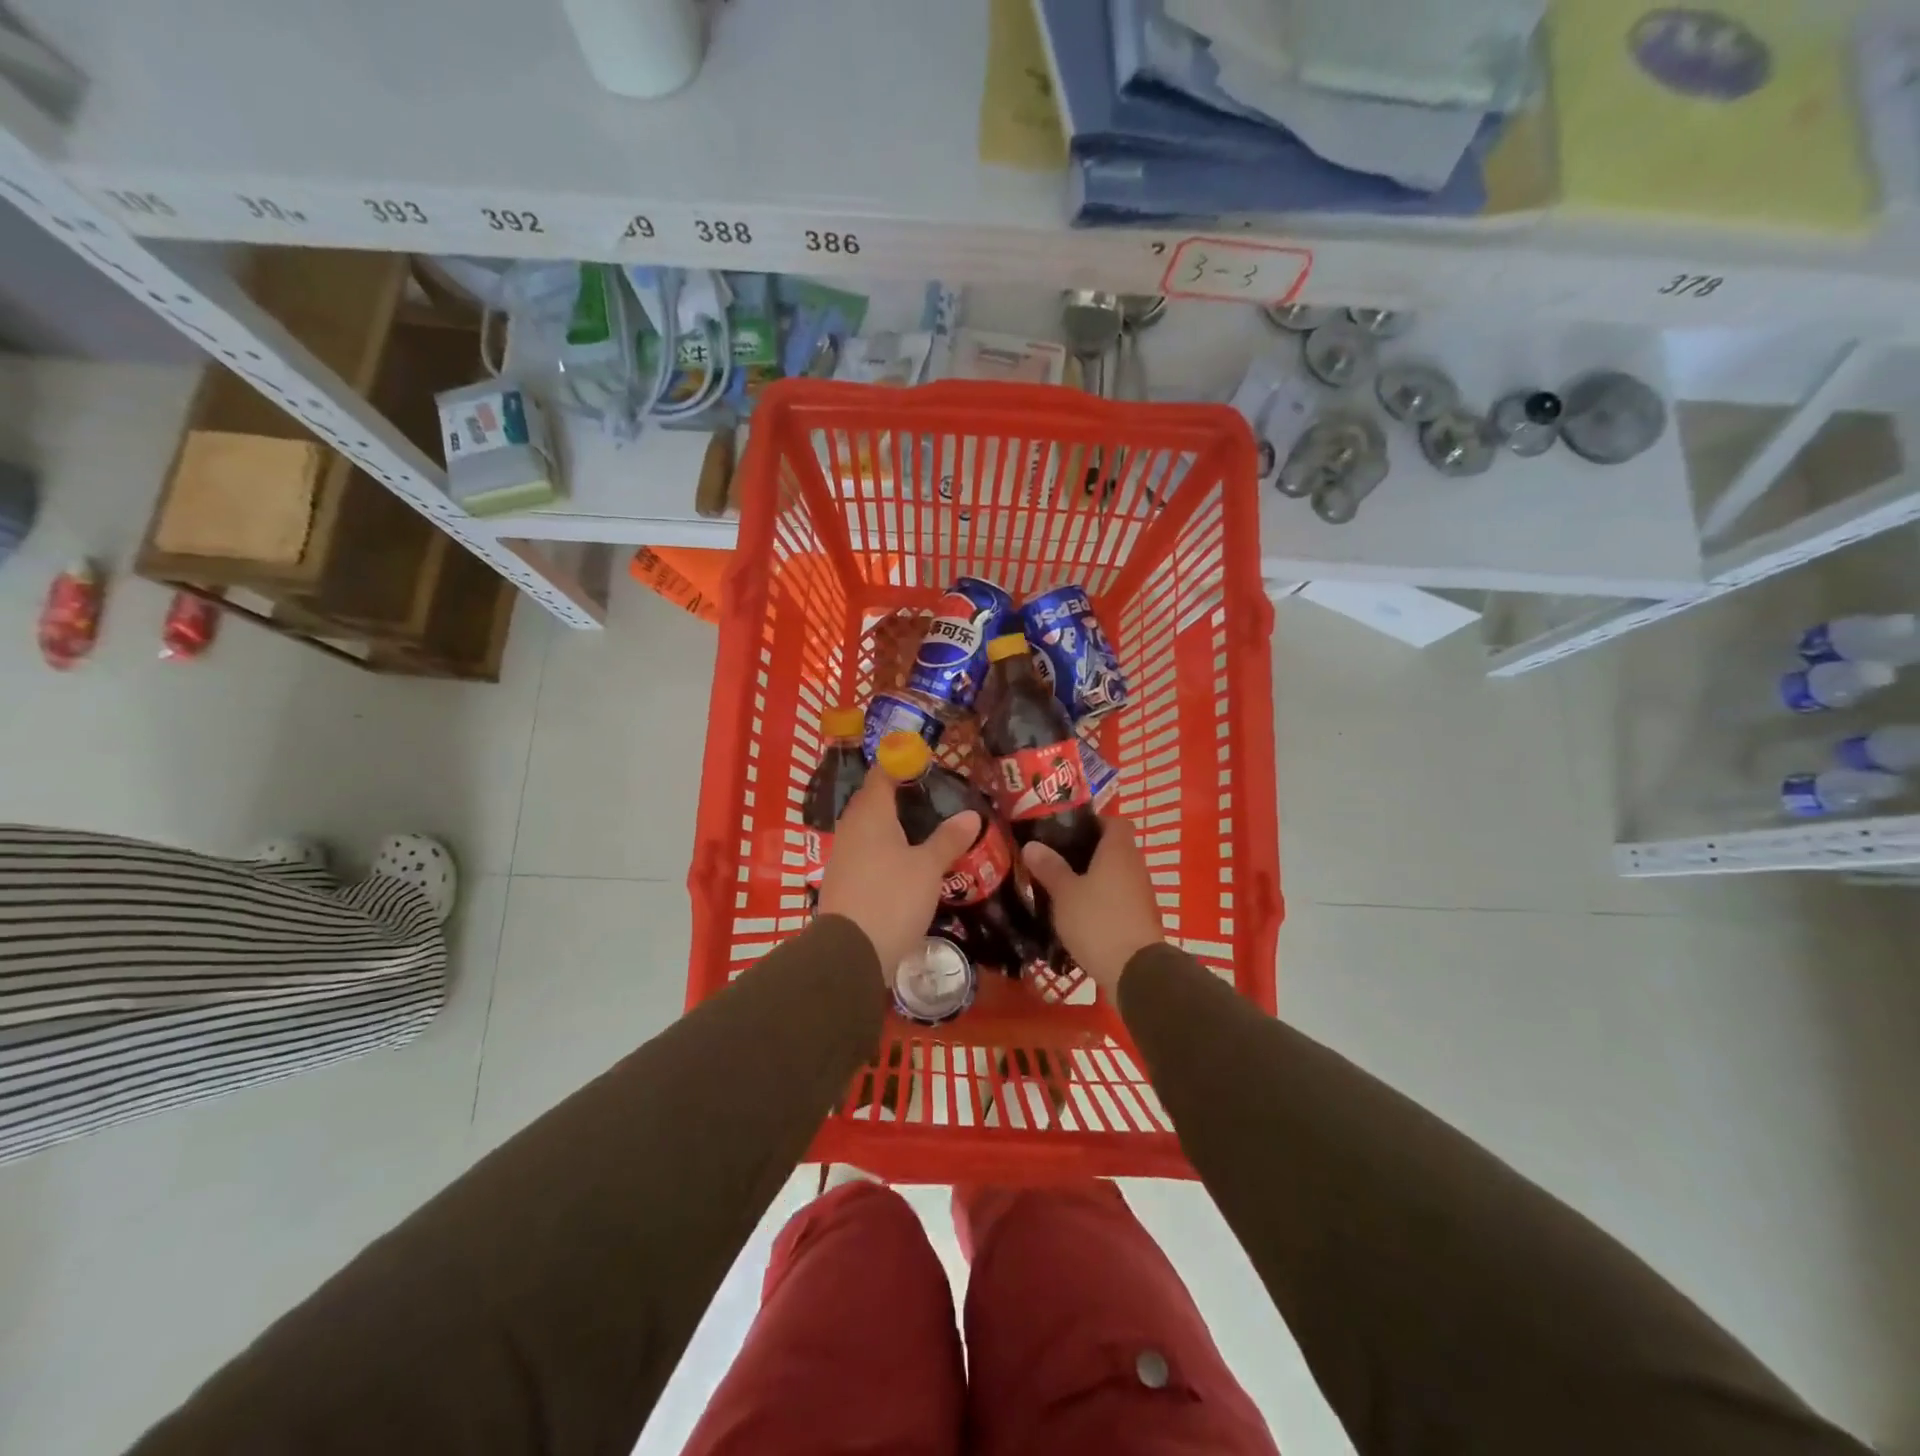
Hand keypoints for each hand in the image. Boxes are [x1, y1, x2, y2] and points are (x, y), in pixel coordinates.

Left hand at [817, 768, 979, 983]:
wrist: (850, 952)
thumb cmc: (892, 898)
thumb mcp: (928, 868)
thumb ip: (948, 839)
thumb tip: (971, 814)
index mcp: (871, 814)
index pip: (881, 774)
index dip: (899, 763)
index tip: (923, 761)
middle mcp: (851, 828)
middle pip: (872, 800)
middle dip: (896, 793)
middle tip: (928, 794)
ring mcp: (842, 855)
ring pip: (867, 827)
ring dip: (889, 823)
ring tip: (920, 826)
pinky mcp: (842, 880)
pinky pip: (864, 851)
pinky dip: (883, 847)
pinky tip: (902, 860)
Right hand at [1021, 816, 1163, 995]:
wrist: (1135, 971)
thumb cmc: (1097, 921)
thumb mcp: (1065, 893)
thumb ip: (1049, 867)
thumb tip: (1032, 844)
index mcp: (1118, 850)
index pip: (1113, 821)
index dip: (1093, 821)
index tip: (1067, 830)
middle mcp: (1135, 866)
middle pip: (1113, 848)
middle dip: (1087, 852)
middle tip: (1056, 858)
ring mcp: (1141, 893)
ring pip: (1115, 874)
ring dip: (1094, 878)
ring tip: (1062, 886)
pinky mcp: (1140, 918)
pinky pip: (1119, 898)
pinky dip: (1102, 900)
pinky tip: (1079, 913)